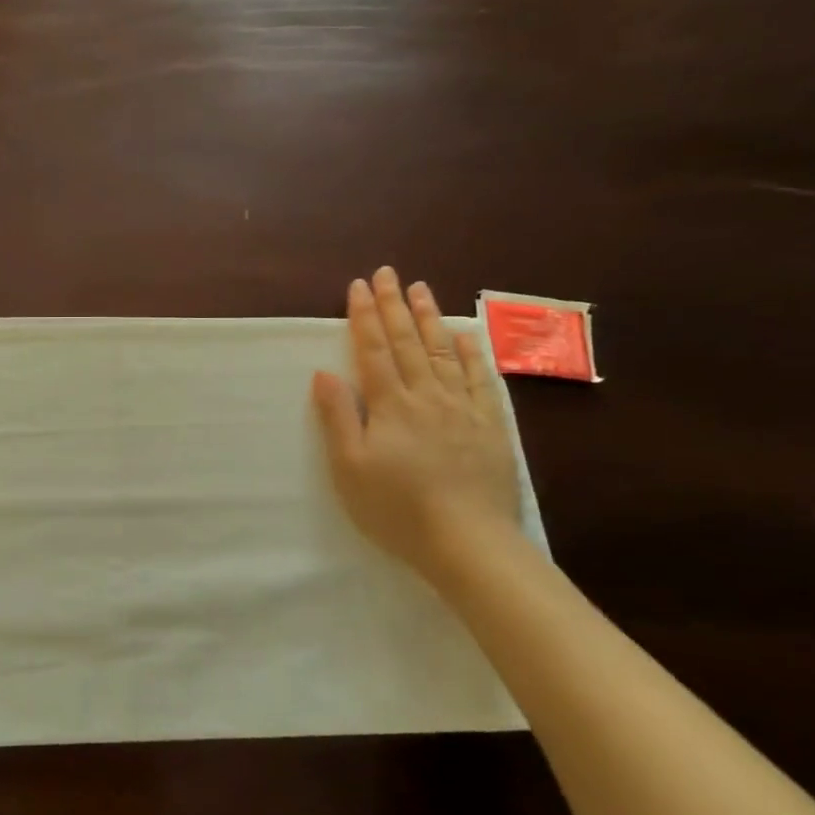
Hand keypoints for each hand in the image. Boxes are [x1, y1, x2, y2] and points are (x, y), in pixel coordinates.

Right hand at [311, 268, 521, 577]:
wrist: (466, 541)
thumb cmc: (396, 509)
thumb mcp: (349, 468)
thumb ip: (337, 417)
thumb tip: (324, 373)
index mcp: (389, 405)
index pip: (373, 350)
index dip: (363, 317)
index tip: (358, 286)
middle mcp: (426, 395)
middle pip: (408, 342)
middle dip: (394, 305)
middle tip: (388, 273)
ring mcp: (462, 407)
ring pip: (444, 351)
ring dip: (430, 318)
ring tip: (421, 289)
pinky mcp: (490, 425)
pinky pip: (481, 378)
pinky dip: (473, 352)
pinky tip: (467, 334)